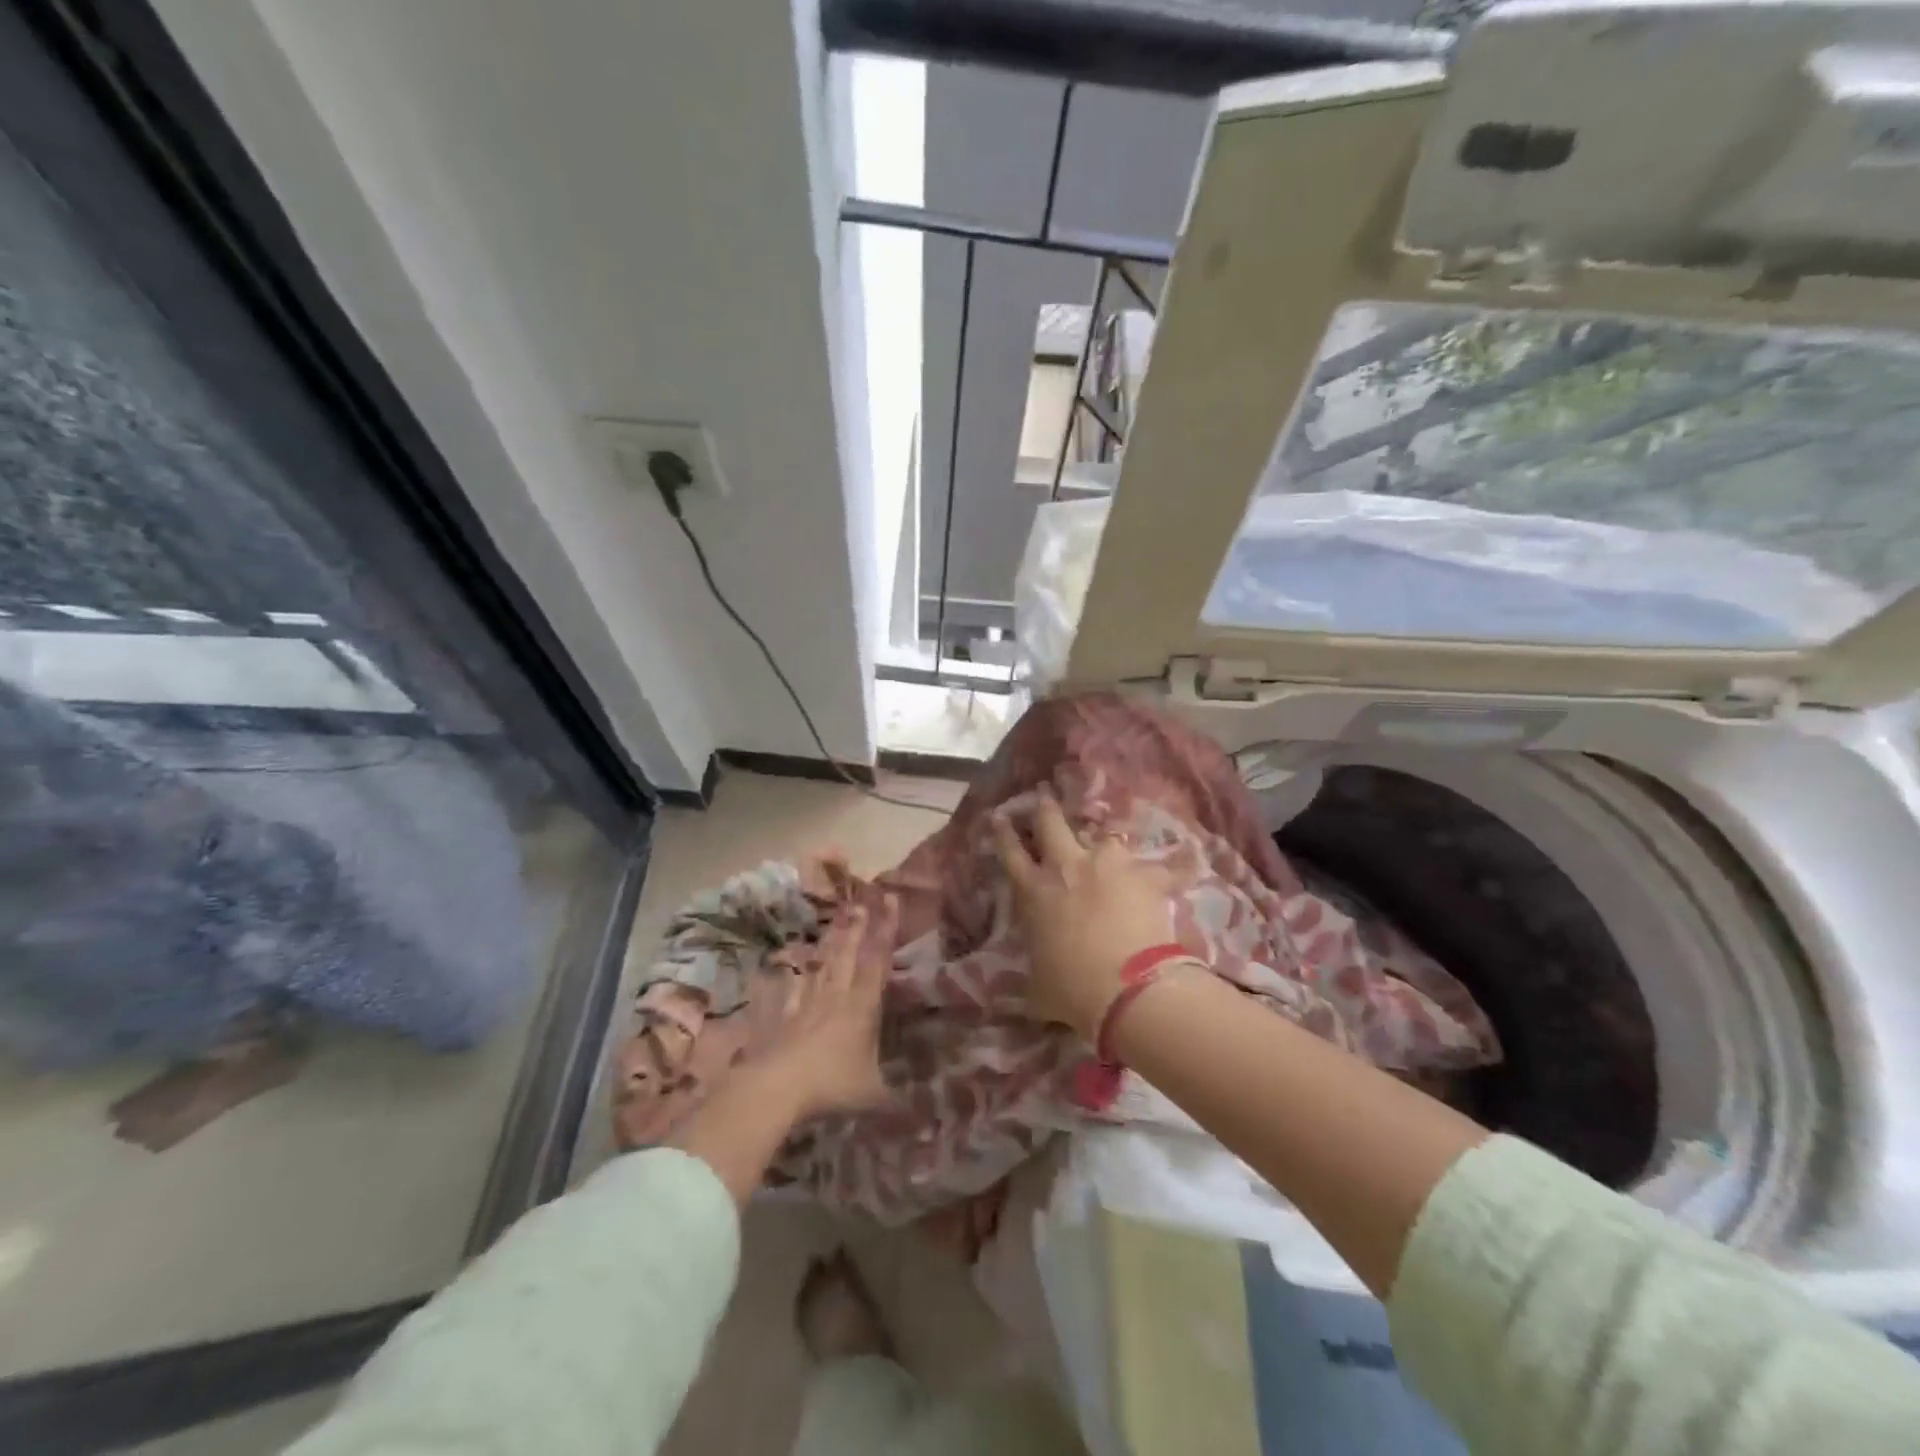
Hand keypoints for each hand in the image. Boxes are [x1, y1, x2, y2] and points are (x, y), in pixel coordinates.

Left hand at [761, 897, 898, 1118]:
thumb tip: (921, 1109)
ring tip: (837, 921)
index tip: (890, 900)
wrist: (777, 1088)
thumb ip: (896, 1097)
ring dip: (831, 942)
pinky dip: (791, 977)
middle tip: (862, 902)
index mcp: (862, 1007)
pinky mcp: (781, 1017)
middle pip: (849, 955)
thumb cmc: (832, 1086)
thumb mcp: (873, 1095)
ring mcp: (805, 1004)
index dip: (886, 929)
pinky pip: (789, 991)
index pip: (878, 961)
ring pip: (821, 965)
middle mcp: (836, 997)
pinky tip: (788, 968)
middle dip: (858, 928)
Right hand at [992, 792, 1176, 1039]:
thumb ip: (1034, 973)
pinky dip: (1166, 869)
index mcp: (1034, 891)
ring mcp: (1107, 865)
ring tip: (1110, 845)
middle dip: (1045, 808)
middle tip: (1044, 797)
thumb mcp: (1038, 985)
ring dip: (1104, 842)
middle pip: (1051, 822)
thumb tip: (1031, 987)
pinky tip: (1179, 867)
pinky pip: (1159, 866)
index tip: (1000, 816)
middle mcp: (1066, 866)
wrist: (1127, 989)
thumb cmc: (1072, 989)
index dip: (1004, 832)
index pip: (1010, 852)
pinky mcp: (1144, 875)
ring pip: (1103, 836)